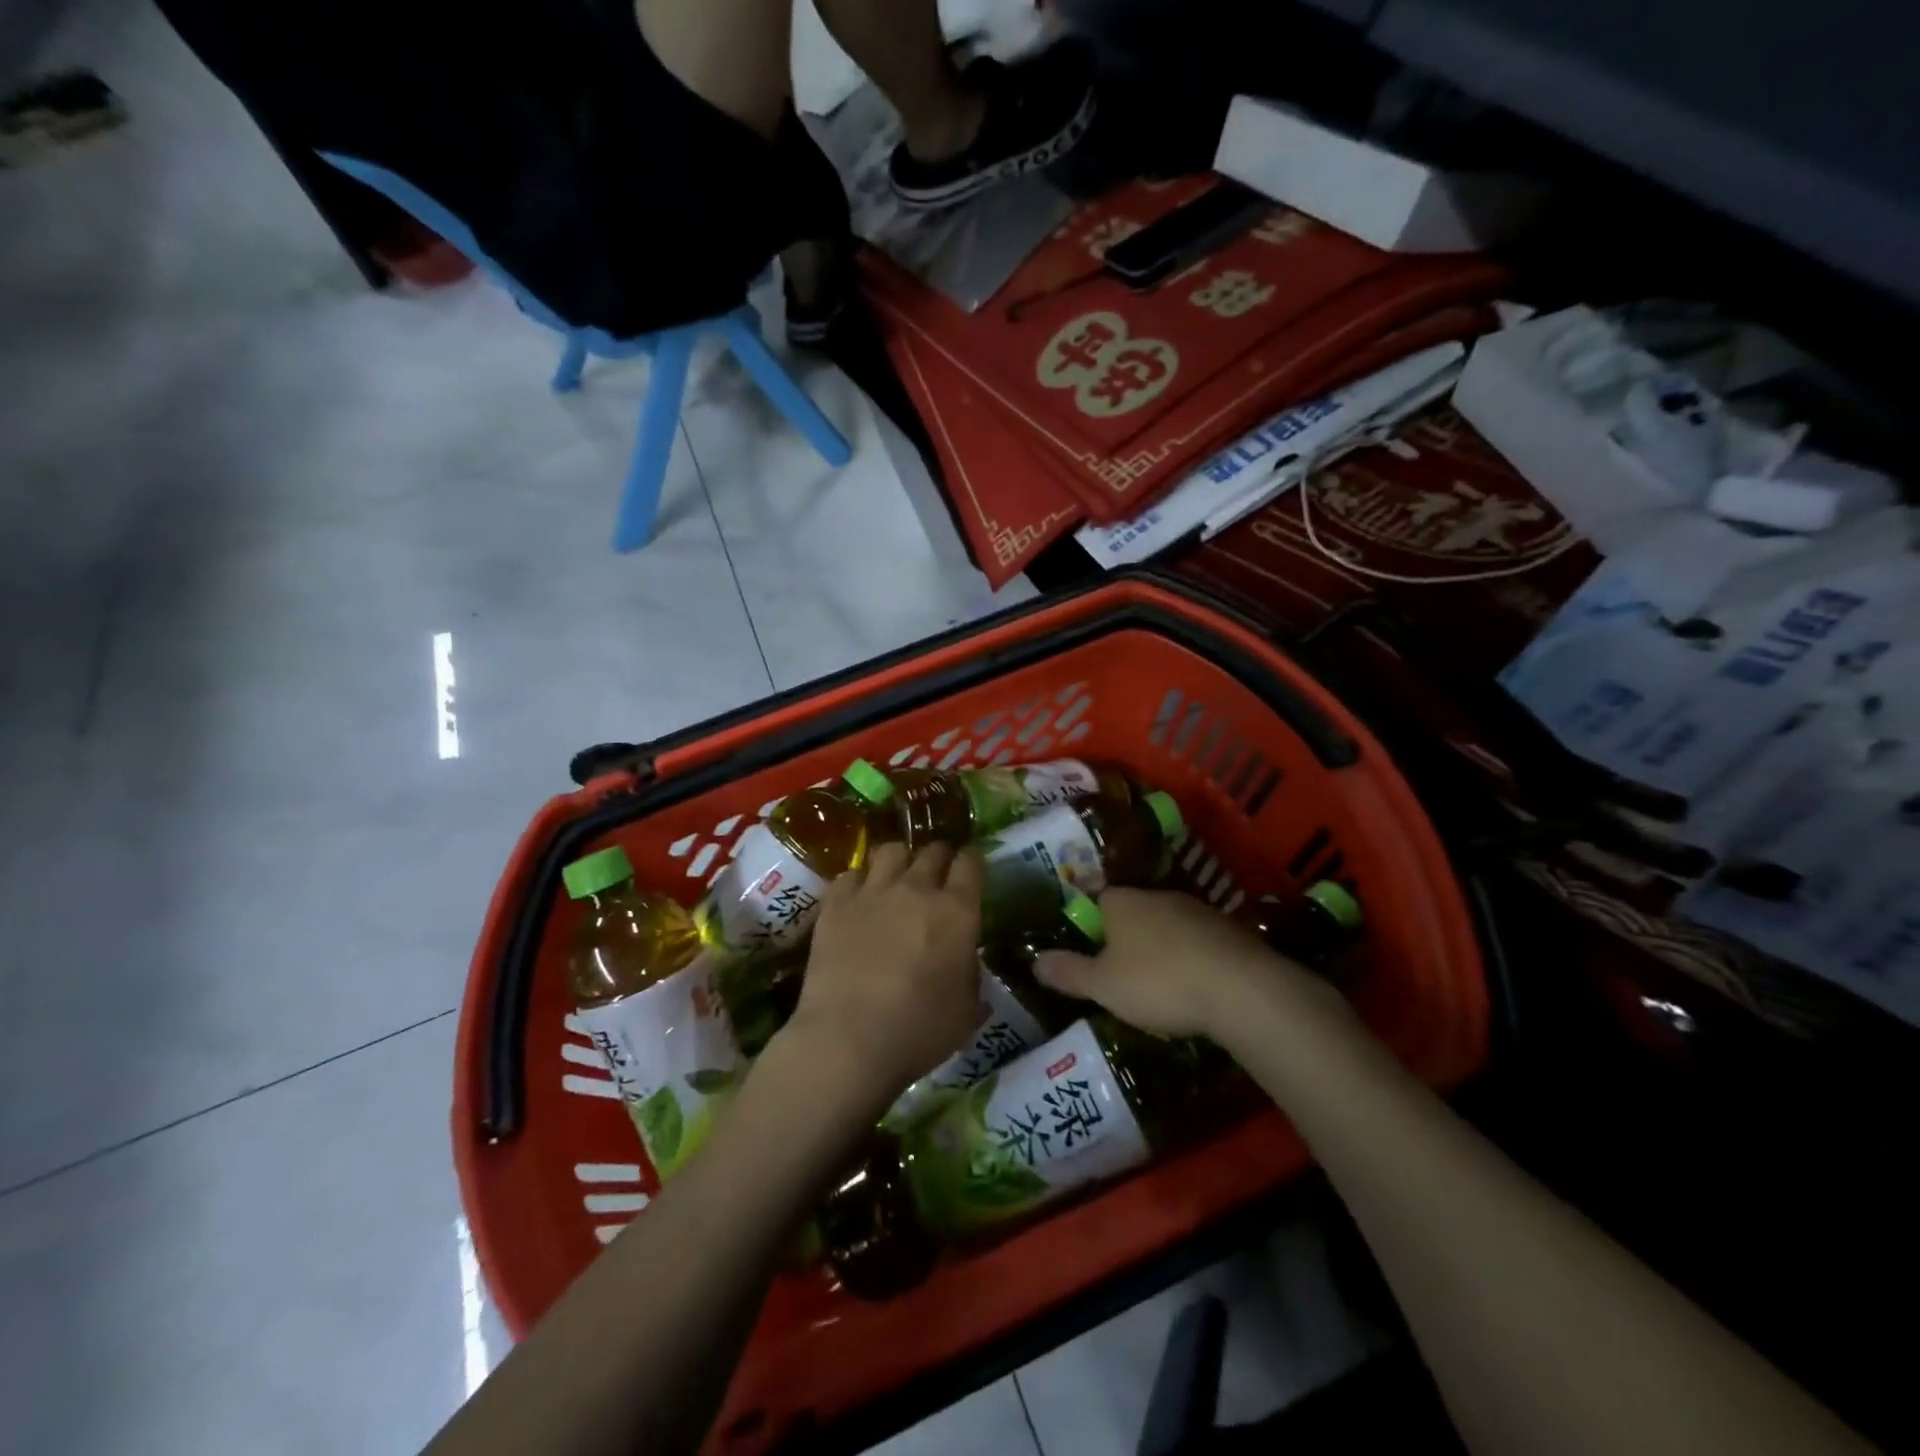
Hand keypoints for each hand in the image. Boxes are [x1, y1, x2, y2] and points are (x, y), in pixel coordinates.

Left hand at [778, 841, 983, 1113]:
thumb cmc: (919, 1031)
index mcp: (957, 911)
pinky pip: (850, 874)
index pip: (971, 863)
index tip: (971, 870)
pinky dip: (859, 882)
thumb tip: (963, 959)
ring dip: (899, 860)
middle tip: (937, 876)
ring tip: (896, 878)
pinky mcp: (835, 903)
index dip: (973, 862)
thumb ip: (970, 973)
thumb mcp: (967, 1010)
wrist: (849, 1040)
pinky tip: (858, 899)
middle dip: (939, 857)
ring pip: (890, 850)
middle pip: (932, 850)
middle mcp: (917, 889)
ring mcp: (873, 892)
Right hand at [1034, 887, 1315, 1039]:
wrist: (1241, 988)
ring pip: (1166, 925)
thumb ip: (1068, 972)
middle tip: (1117, 972)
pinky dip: (1189, 958)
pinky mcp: (1228, 930)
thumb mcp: (1103, 985)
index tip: (1087, 951)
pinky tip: (1191, 986)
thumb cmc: (1158, 981)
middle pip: (1131, 910)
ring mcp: (1196, 910)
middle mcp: (1156, 895)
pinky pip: (1196, 941)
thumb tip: (1034, 960)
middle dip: (1124, 937)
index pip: (1095, 899)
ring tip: (1155, 984)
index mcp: (1121, 901)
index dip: (1088, 923)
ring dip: (1159, 948)